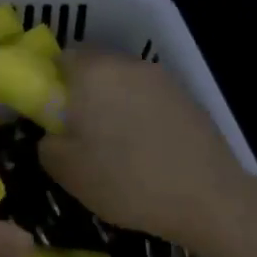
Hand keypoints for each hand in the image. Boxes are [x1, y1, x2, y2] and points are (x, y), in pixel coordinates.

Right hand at [39, 51, 254, 248]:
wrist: (209, 198)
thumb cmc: (127, 181)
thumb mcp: (68, 172)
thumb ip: (48, 144)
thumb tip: (53, 133)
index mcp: (92, 73)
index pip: (61, 58)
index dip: (53, 84)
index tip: (55, 114)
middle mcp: (125, 64)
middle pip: (95, 66)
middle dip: (85, 91)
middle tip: (83, 130)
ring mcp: (160, 77)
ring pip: (124, 80)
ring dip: (115, 100)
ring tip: (118, 141)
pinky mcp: (186, 95)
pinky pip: (150, 96)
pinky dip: (142, 112)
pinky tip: (148, 146)